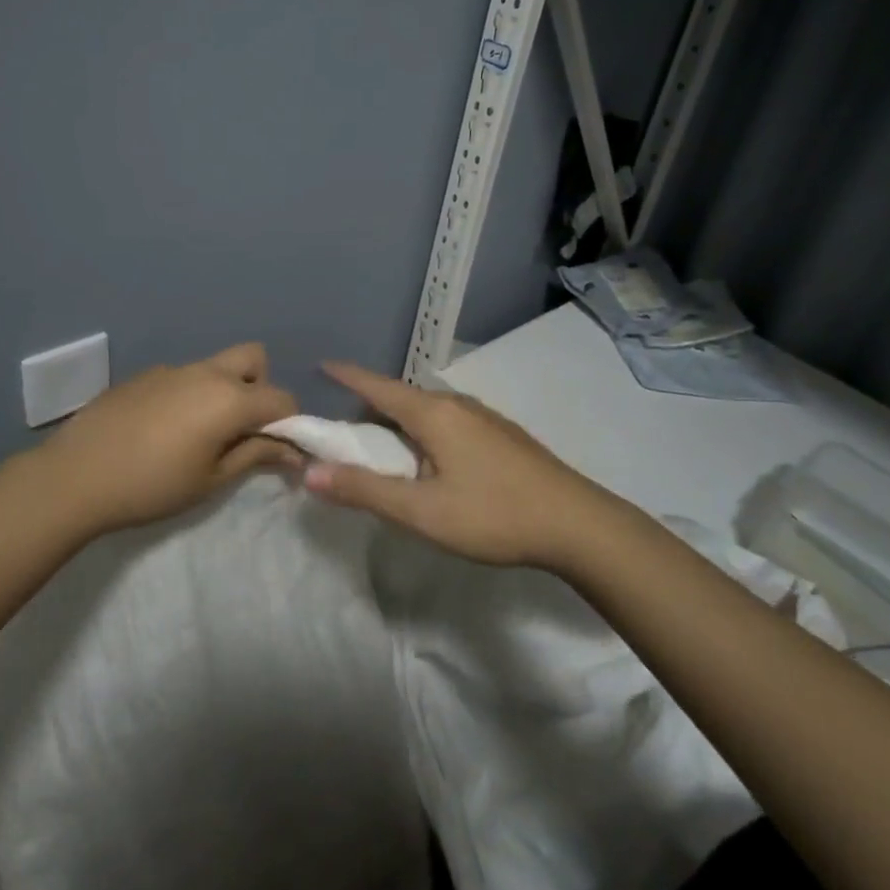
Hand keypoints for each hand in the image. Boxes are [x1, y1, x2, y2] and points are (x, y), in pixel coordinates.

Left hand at [24, 342, 299, 534]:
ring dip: (224, 391)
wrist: (75, 476)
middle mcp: (206, 372)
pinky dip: (189, 395)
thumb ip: (255, 456)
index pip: (282, 399)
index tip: (279, 451)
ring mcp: (172, 369)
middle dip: (260, 388)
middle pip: (254, 359)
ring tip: (199, 434)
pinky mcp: (144, 375)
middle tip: (241, 428)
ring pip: (216, 367)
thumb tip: (292, 451)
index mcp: (229, 398)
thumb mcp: (210, 479)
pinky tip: (161, 430)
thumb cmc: (152, 485)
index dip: (290, 424)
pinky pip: (183, 377)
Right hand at [303, 361, 612, 567]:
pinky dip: (422, 433)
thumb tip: (311, 472)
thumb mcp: (422, 512)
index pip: (377, 385)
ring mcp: (483, 417)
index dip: (346, 375)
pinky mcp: (501, 435)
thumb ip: (365, 491)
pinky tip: (429, 462)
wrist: (578, 524)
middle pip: (400, 398)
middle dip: (368, 408)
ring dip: (397, 424)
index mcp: (433, 414)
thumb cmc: (494, 514)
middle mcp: (456, 405)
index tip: (320, 365)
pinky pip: (447, 423)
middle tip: (342, 431)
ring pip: (426, 412)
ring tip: (382, 450)